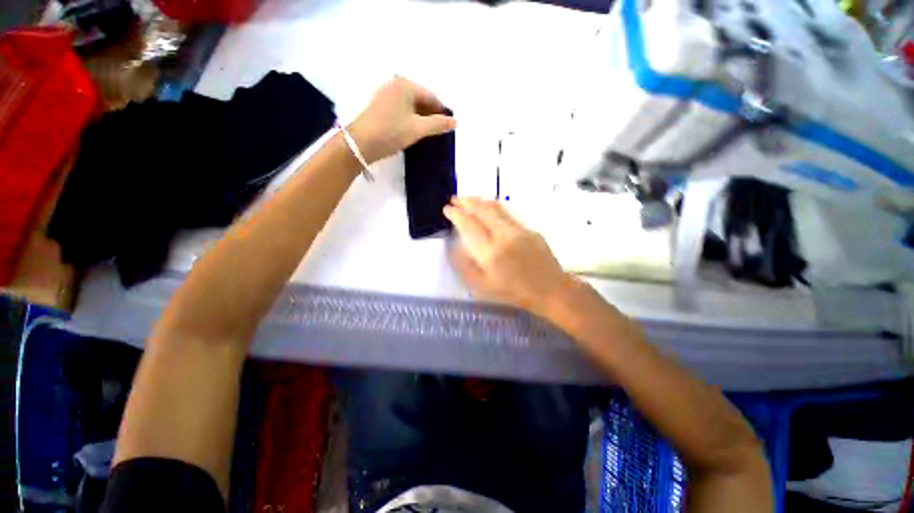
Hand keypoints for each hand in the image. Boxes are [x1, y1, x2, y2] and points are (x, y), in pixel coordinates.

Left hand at [348, 76, 455, 163]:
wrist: (360, 143)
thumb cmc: (391, 132)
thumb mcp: (418, 129)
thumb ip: (438, 124)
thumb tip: (455, 122)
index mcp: (406, 85)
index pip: (432, 97)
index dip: (442, 112)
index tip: (449, 127)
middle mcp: (395, 84)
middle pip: (421, 99)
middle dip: (431, 115)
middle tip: (439, 132)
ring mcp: (386, 94)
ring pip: (411, 105)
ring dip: (421, 118)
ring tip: (427, 134)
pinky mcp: (380, 105)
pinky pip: (402, 109)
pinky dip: (410, 118)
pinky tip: (413, 131)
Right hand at [444, 197, 574, 315]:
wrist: (551, 291)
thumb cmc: (514, 293)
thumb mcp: (483, 288)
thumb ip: (465, 267)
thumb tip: (453, 248)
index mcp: (490, 253)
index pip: (468, 225)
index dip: (456, 214)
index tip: (447, 209)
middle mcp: (504, 236)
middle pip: (482, 210)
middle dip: (466, 201)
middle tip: (454, 198)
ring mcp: (519, 230)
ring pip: (496, 208)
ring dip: (480, 201)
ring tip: (469, 199)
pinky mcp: (530, 230)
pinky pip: (508, 214)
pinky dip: (495, 208)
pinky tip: (490, 210)